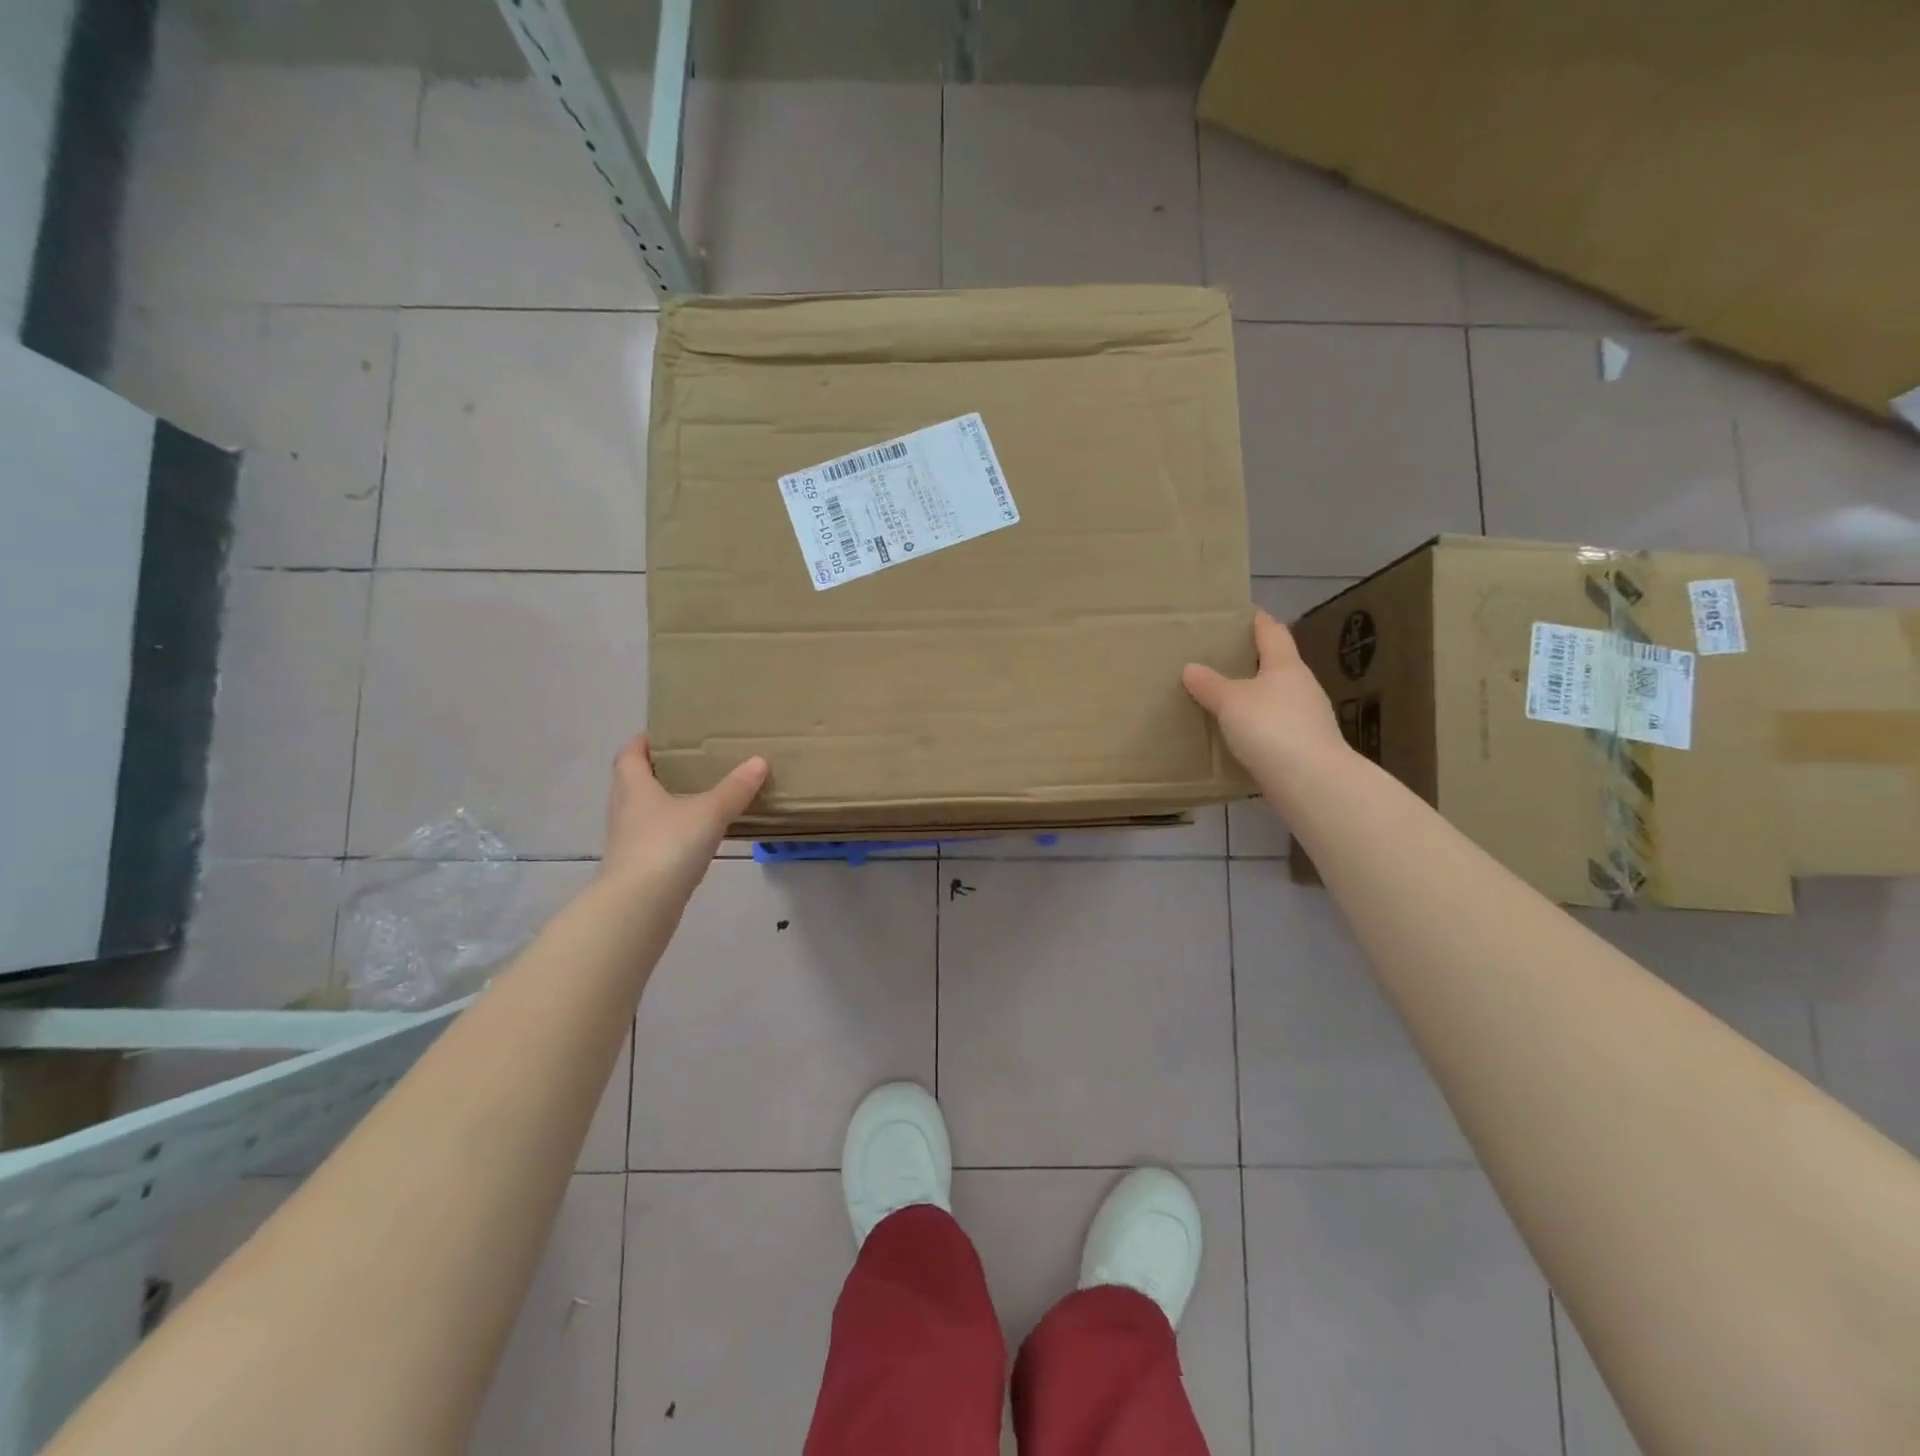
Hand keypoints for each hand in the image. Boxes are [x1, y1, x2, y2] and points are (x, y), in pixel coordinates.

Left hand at [599, 735, 768, 899]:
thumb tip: (759, 761)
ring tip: (697, 796)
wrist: (638, 905)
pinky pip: (653, 837)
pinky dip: (670, 830)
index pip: (629, 755)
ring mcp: (628, 840)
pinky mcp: (636, 865)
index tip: (664, 735)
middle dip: (656, 770)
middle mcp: (625, 809)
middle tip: (689, 763)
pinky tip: (694, 835)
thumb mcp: (709, 812)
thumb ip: (735, 788)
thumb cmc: (668, 845)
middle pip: (633, 781)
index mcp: (634, 787)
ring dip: (663, 802)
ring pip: (643, 811)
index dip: (643, 742)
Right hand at [1183, 610, 1347, 787]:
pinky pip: (1275, 726)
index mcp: (1286, 665)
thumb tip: (1191, 668)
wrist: (1311, 781)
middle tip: (1217, 658)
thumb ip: (1210, 684)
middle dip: (1250, 660)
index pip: (1271, 631)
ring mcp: (1307, 718)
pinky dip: (1257, 725)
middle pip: (1276, 664)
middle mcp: (1301, 686)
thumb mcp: (1231, 702)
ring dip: (1253, 696)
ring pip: (1275, 697)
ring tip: (1222, 698)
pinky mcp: (1304, 746)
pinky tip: (1238, 735)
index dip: (1255, 619)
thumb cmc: (1271, 728)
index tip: (1237, 613)